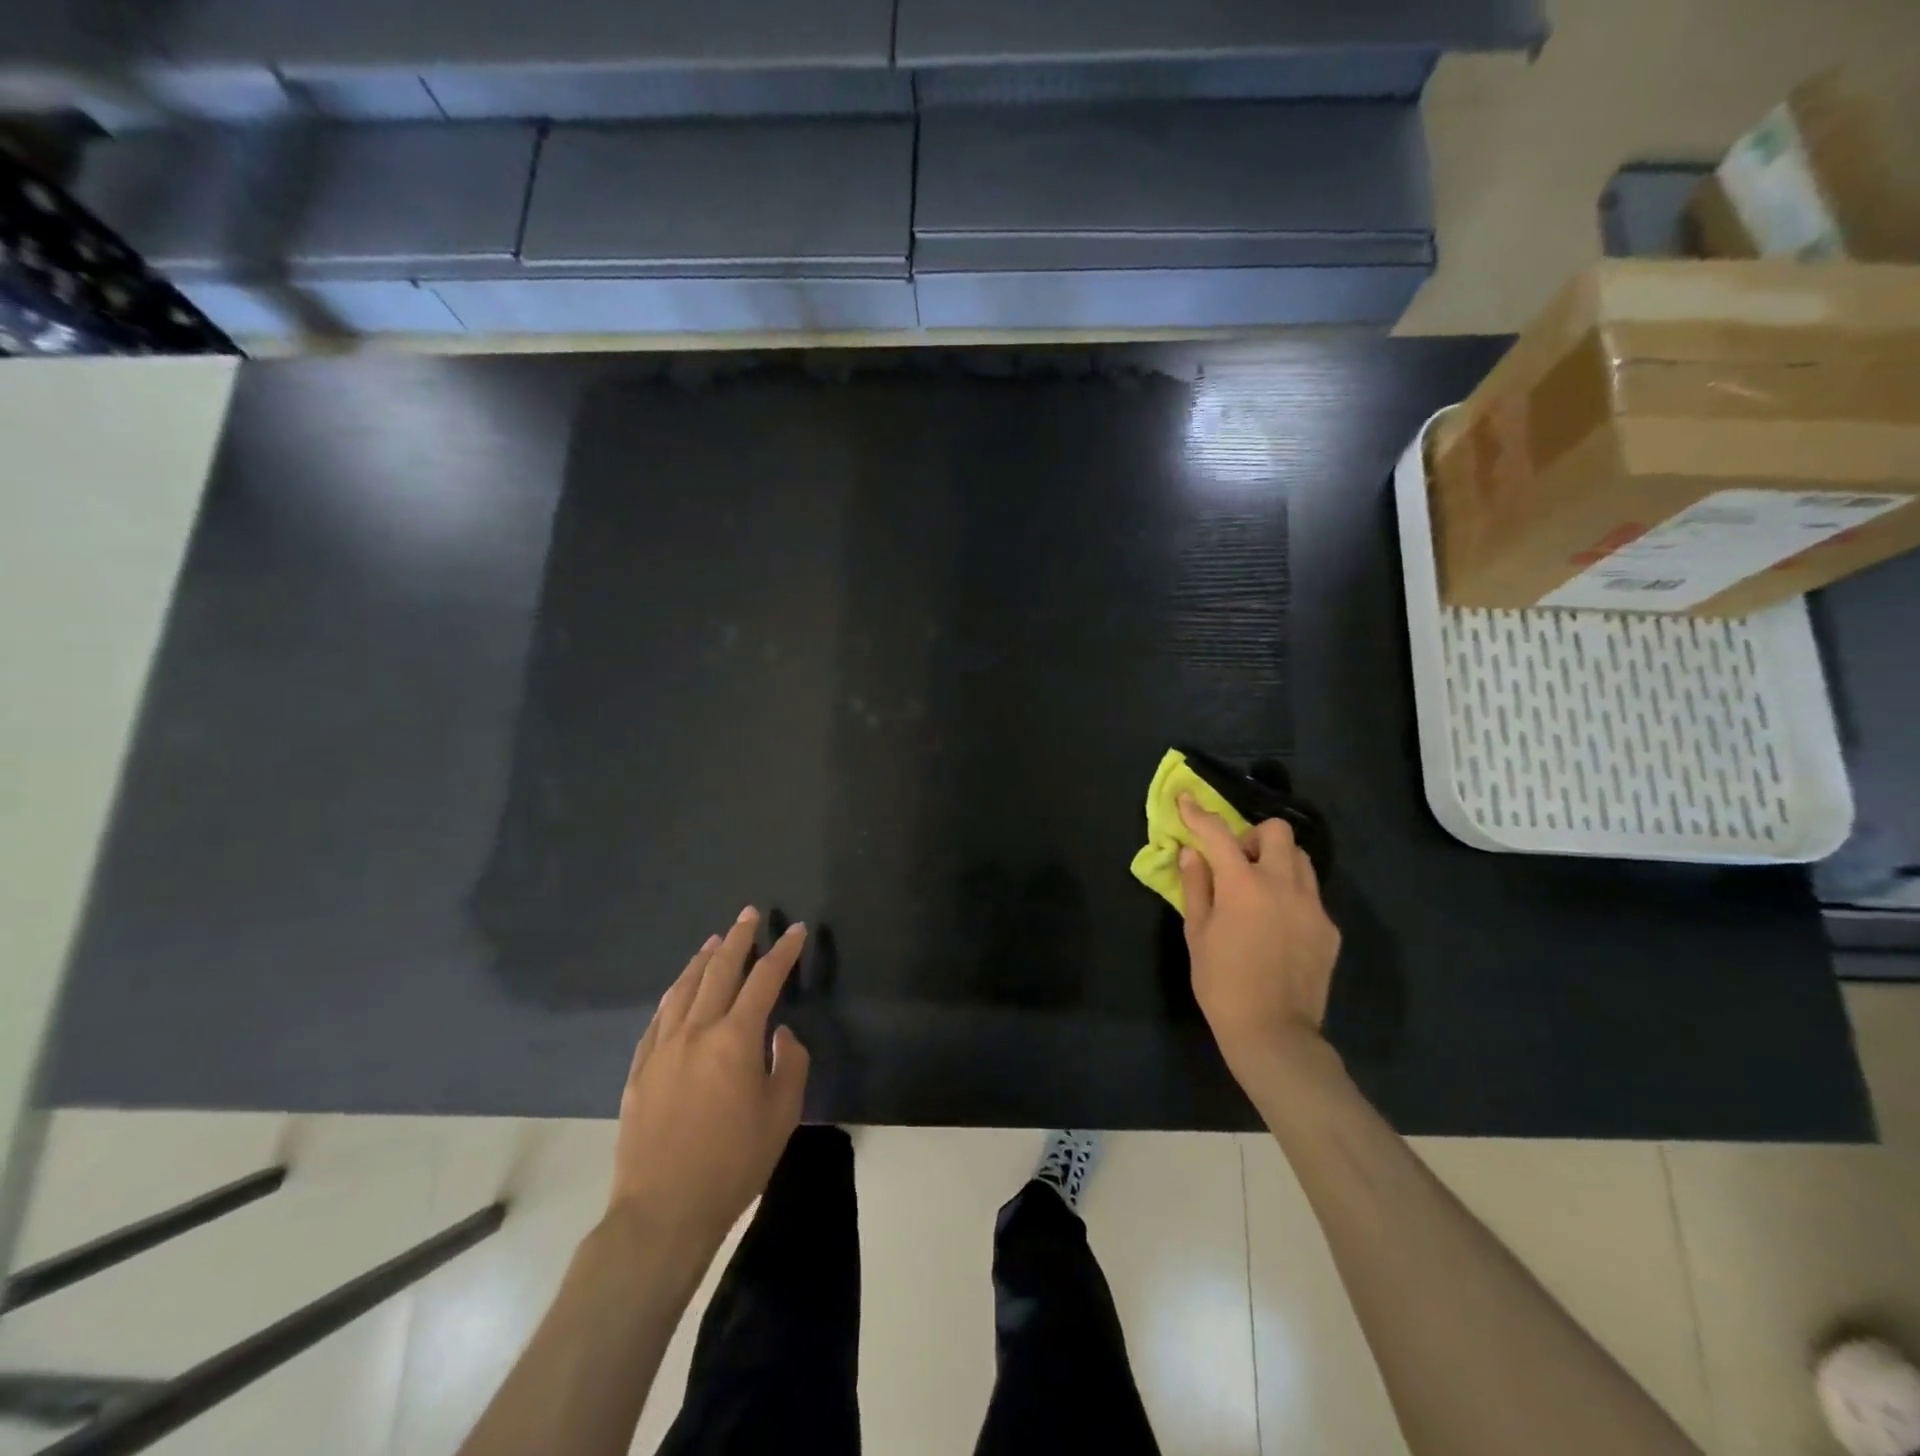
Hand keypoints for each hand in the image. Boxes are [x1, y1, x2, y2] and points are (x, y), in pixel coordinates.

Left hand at [608, 908, 809, 1252]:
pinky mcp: (639, 1069)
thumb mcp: (782, 1115)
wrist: (662, 1212)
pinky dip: (673, 994)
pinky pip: (658, 1017)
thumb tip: (780, 1034)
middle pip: (719, 971)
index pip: (765, 980)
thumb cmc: (733, 1163)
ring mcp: (662, 1048)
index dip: (783, 952)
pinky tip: (678, 990)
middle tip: (749, 914)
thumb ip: (789, 1064)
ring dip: (702, 960)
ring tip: (715, 941)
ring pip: (683, 988)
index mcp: (735, 1039)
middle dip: (739, 939)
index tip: (797, 930)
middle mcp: (696, 1031)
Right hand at [1178, 795, 1341, 1088]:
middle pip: (1277, 831)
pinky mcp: (1329, 928)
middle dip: (1253, 836)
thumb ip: (1196, 886)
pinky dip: (1291, 894)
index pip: (1218, 834)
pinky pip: (1310, 894)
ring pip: (1300, 859)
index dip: (1199, 813)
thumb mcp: (1197, 934)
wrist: (1274, 1033)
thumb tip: (1192, 853)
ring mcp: (1312, 906)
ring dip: (1277, 860)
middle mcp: (1283, 885)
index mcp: (1244, 885)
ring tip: (1259, 889)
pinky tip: (1277, 924)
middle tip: (1236, 862)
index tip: (1186, 800)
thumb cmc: (1222, 983)